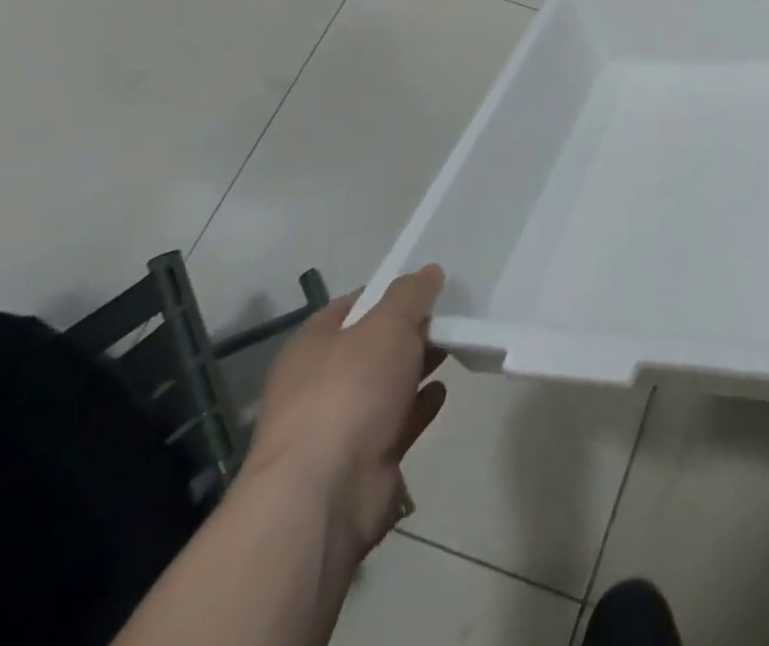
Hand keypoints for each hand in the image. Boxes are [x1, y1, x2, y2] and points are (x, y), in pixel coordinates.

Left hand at [243, 265, 447, 562]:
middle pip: (372, 347)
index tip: (427, 285)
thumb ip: (411, 295)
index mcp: (312, 348)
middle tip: (452, 314)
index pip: (352, 306)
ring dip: (418, 367)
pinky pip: (399, 422)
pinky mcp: (365, 460)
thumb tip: (429, 272)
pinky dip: (420, 406)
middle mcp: (320, 385)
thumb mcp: (387, 325)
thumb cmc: (349, 392)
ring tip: (457, 346)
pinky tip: (443, 390)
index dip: (387, 292)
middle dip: (409, 331)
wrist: (325, 496)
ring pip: (387, 384)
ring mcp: (341, 426)